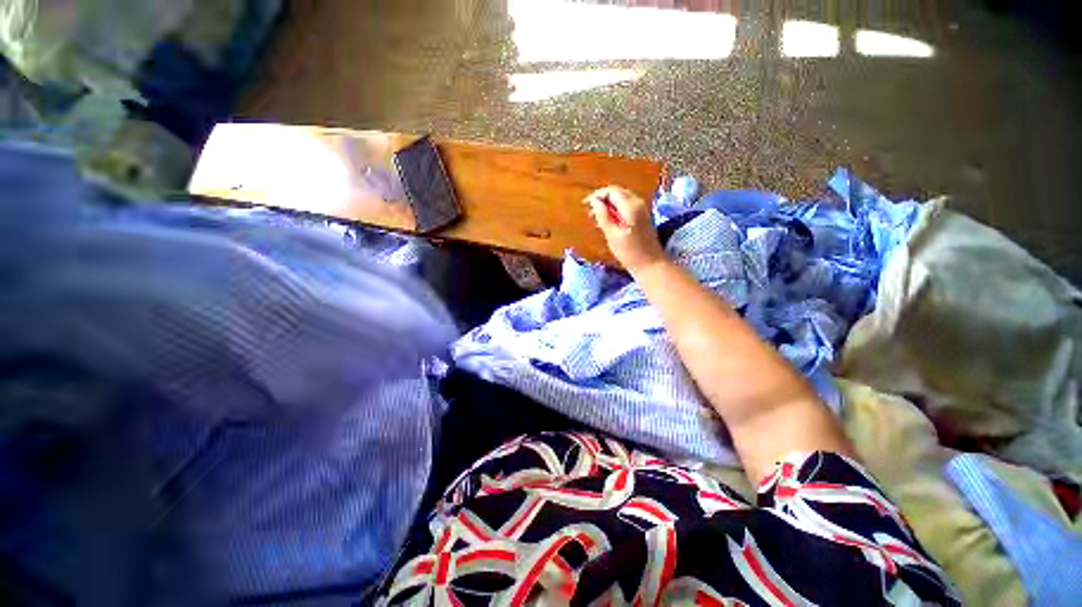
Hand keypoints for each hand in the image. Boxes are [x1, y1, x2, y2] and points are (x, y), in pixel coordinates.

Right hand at [585, 186, 666, 272]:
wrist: (651, 264)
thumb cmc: (629, 252)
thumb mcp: (612, 235)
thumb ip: (603, 216)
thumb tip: (594, 201)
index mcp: (631, 206)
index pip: (612, 191)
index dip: (597, 195)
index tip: (585, 204)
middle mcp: (638, 203)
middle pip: (617, 193)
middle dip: (602, 199)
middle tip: (590, 212)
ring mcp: (642, 209)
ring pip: (622, 200)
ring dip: (608, 206)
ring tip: (596, 219)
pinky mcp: (642, 217)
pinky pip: (626, 207)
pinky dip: (616, 211)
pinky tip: (608, 222)